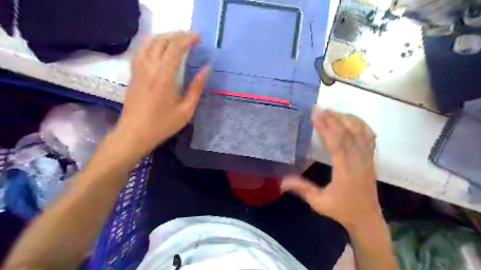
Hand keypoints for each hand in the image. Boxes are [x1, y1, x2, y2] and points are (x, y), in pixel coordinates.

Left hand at [114, 32, 210, 153]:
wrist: (135, 133)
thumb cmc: (163, 124)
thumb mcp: (186, 110)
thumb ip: (196, 88)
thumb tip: (206, 69)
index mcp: (165, 76)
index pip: (176, 48)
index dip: (188, 39)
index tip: (199, 38)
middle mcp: (150, 67)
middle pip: (162, 40)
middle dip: (178, 35)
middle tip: (191, 38)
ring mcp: (139, 69)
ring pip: (149, 42)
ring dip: (164, 37)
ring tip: (177, 40)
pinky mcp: (133, 73)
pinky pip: (141, 50)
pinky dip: (152, 44)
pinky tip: (159, 48)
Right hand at [283, 110, 379, 231]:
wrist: (366, 218)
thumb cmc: (342, 210)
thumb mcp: (319, 203)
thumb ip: (301, 189)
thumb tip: (281, 180)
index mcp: (346, 172)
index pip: (337, 144)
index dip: (326, 127)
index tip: (315, 114)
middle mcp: (359, 162)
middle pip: (348, 134)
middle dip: (333, 118)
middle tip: (319, 107)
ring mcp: (367, 159)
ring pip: (360, 132)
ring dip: (346, 118)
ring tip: (331, 110)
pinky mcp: (370, 158)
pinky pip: (369, 136)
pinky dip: (360, 124)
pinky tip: (349, 118)